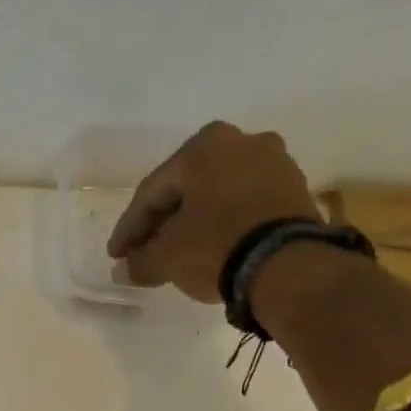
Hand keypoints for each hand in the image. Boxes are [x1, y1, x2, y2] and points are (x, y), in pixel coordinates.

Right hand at [106, 123, 319, 301]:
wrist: (286, 265)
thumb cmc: (215, 246)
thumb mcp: (167, 257)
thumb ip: (140, 261)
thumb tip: (124, 270)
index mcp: (204, 146)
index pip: (152, 191)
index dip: (129, 228)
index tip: (116, 256)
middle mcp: (241, 141)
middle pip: (186, 189)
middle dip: (161, 223)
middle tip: (143, 253)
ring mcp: (274, 162)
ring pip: (216, 196)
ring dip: (192, 224)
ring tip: (176, 254)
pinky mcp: (294, 190)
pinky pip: (243, 206)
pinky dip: (221, 225)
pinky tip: (209, 249)